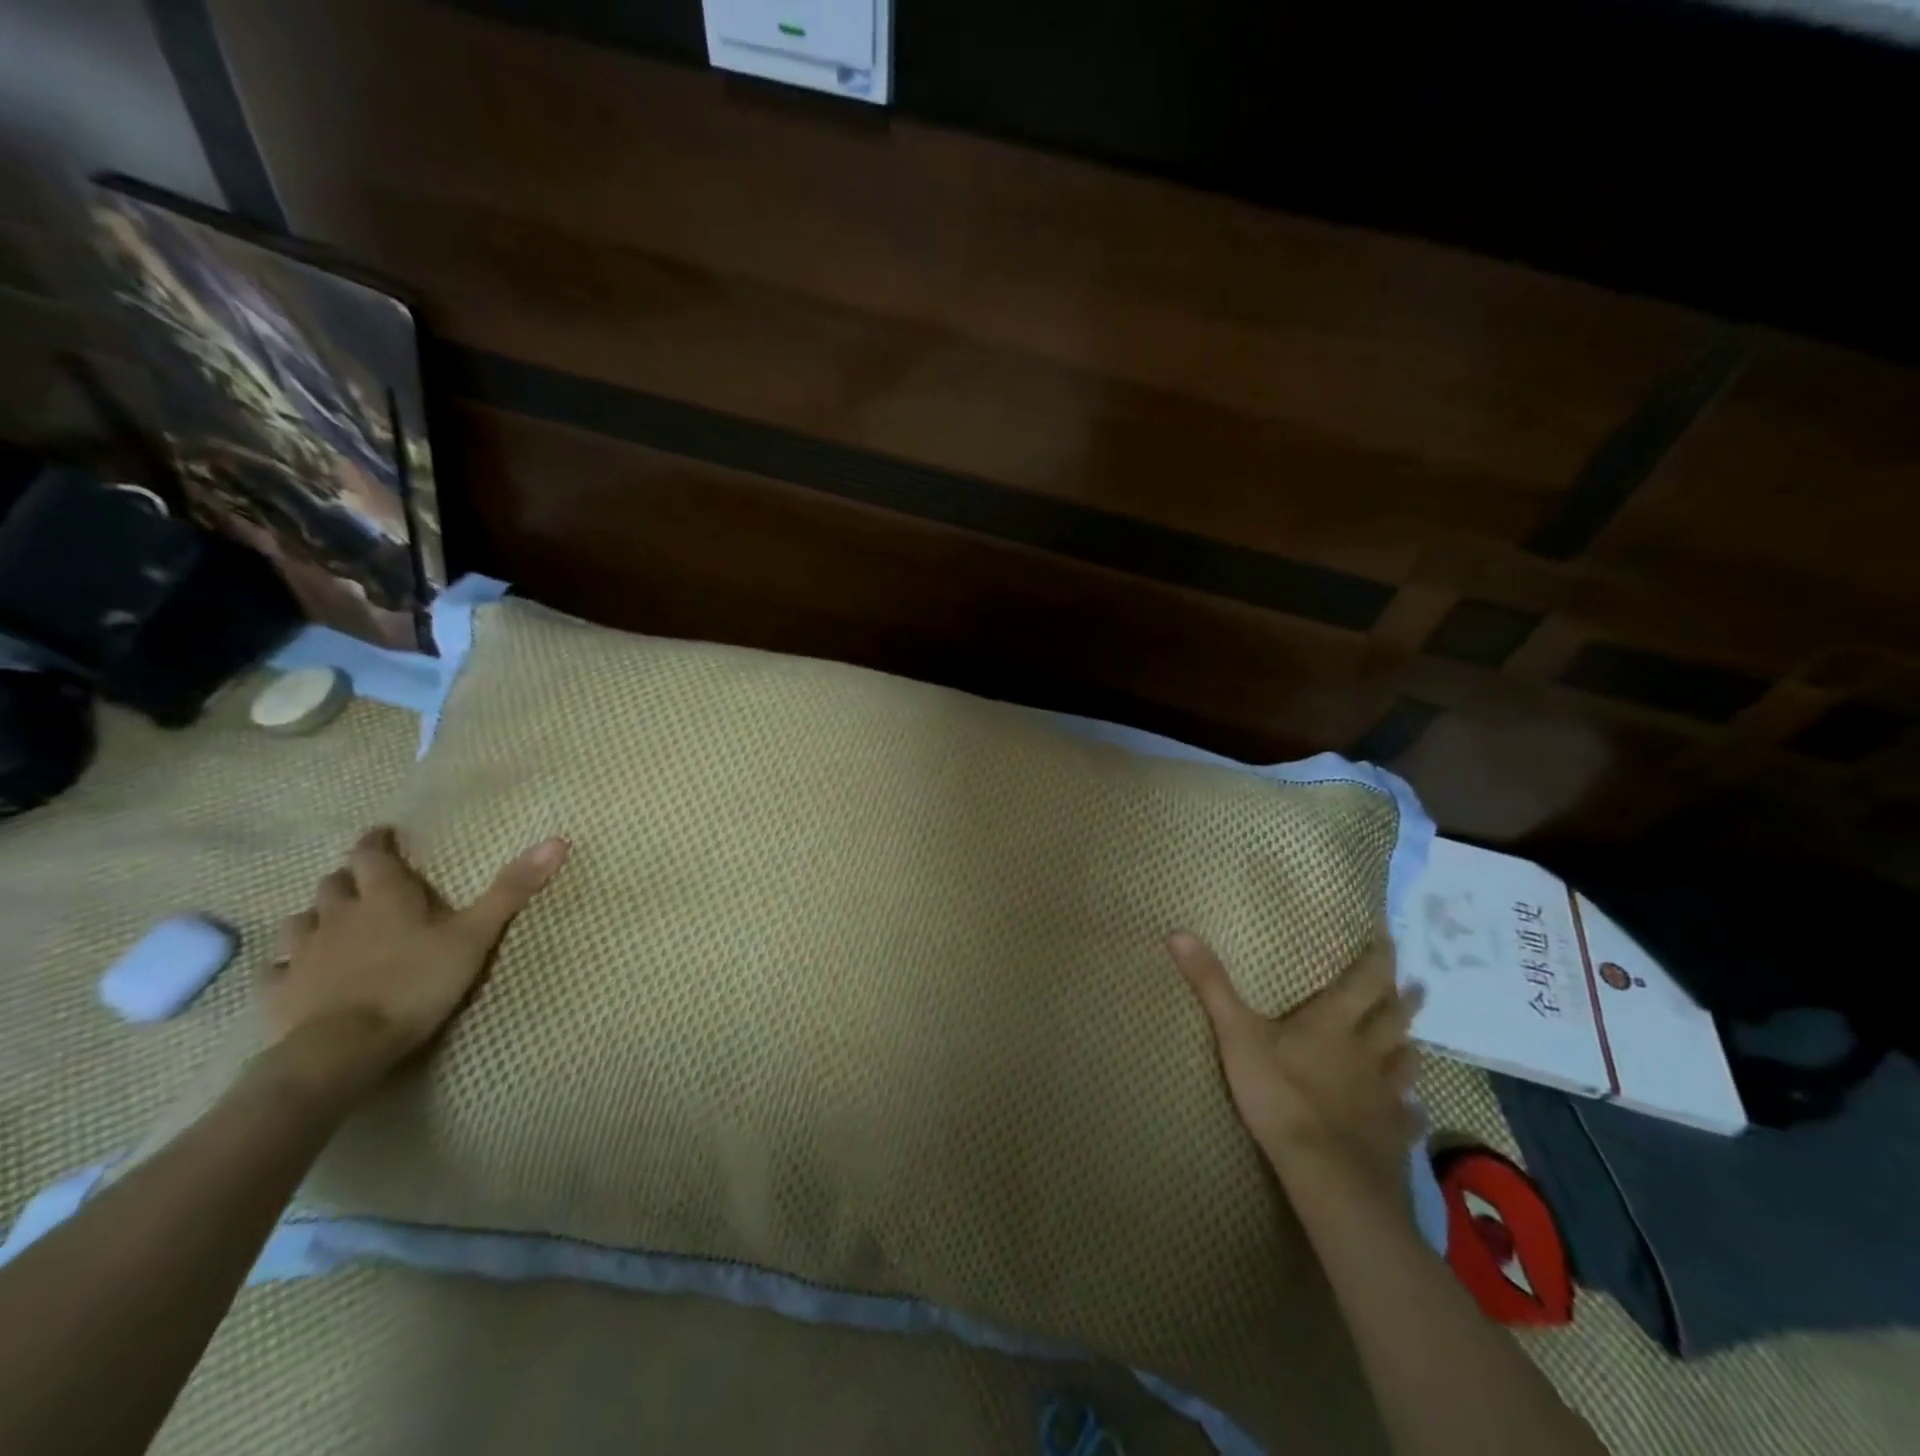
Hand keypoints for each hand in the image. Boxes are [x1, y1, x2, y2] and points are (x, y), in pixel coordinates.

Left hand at [257, 826, 569, 1095]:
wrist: (342, 1048)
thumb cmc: (416, 983)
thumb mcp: (476, 935)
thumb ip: (512, 890)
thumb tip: (558, 839)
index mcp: (385, 897)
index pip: (372, 855)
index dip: (377, 842)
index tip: (383, 835)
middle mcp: (338, 915)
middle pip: (335, 884)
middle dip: (349, 878)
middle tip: (367, 882)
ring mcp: (302, 953)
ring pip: (302, 920)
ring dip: (317, 915)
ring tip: (333, 923)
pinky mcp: (278, 990)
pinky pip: (276, 967)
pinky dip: (287, 962)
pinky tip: (296, 969)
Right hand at [1170, 932, 1423, 1202]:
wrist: (1326, 1173)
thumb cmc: (1279, 1095)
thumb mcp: (1236, 1034)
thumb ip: (1211, 985)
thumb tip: (1178, 933)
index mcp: (1333, 1023)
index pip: (1365, 981)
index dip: (1379, 959)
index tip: (1391, 941)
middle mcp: (1366, 1051)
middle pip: (1392, 1019)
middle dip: (1403, 1000)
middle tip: (1417, 986)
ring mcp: (1384, 1094)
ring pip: (1405, 1063)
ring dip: (1408, 1046)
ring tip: (1413, 1040)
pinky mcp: (1392, 1134)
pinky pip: (1408, 1115)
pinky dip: (1411, 1108)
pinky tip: (1412, 1110)